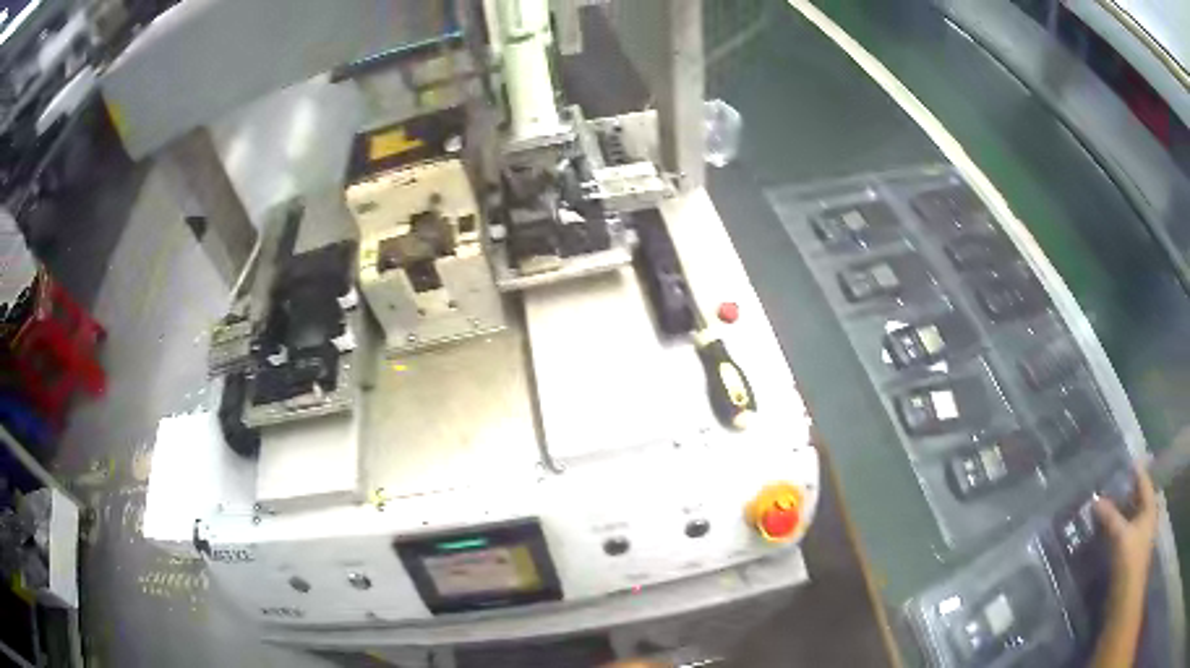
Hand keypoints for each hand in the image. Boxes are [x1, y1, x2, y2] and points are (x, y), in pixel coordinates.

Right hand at [1093, 464, 1157, 588]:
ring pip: (1129, 519)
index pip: (1144, 482)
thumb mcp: (1120, 536)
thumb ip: (1110, 517)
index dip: (1135, 472)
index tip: (1124, 462)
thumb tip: (1095, 499)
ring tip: (1103, 508)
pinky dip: (1115, 530)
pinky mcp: (1129, 555)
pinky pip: (1122, 534)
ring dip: (1118, 514)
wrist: (1125, 599)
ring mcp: (1138, 538)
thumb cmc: (1130, 560)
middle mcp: (1146, 518)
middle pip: (1136, 500)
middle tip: (1109, 486)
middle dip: (1124, 494)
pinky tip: (1104, 532)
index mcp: (1150, 508)